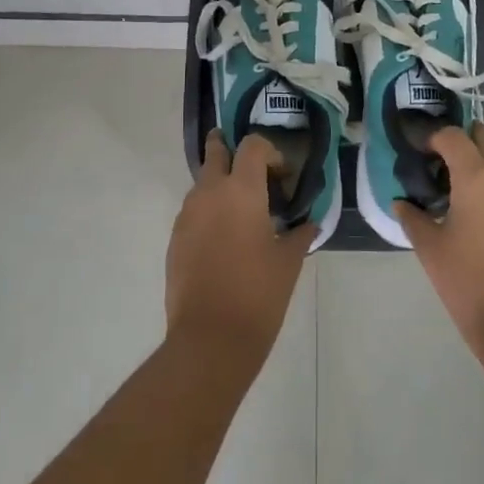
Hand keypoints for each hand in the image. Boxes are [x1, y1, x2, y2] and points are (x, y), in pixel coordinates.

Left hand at [166, 131, 312, 354]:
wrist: (210, 337)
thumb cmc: (258, 293)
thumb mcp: (289, 261)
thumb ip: (299, 234)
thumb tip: (309, 224)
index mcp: (242, 190)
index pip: (252, 146)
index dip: (269, 151)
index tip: (282, 174)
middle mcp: (210, 192)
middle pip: (215, 151)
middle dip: (229, 149)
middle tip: (249, 166)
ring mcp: (187, 215)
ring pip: (202, 182)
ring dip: (219, 184)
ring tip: (241, 211)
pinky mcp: (174, 238)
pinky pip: (193, 211)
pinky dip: (208, 211)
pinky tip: (224, 239)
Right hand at [396, 122, 483, 353]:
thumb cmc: (466, 281)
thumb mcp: (429, 248)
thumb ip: (412, 217)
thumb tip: (402, 203)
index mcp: (477, 178)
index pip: (454, 136)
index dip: (435, 136)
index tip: (422, 150)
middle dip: (463, 145)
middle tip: (442, 165)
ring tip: (464, 201)